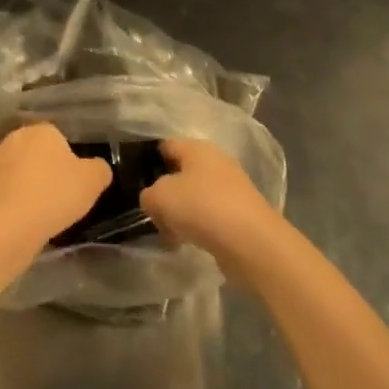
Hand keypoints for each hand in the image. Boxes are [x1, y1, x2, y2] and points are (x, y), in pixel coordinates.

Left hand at [0, 123, 110, 246]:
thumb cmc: (54, 195)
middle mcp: (16, 137)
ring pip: (19, 171)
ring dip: (28, 185)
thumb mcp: (92, 182)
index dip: (68, 161)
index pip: (59, 138)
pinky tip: (22, 219)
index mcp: (42, 129)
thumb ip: (99, 169)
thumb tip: (98, 167)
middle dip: (46, 170)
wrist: (7, 225)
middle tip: (59, 198)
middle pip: (37, 152)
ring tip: (40, 213)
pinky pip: (6, 190)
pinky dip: (13, 200)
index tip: (74, 184)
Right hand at [139, 138, 281, 271]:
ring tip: (169, 233)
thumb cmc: (202, 207)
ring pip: (195, 196)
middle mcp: (216, 161)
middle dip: (165, 193)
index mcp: (196, 148)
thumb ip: (148, 195)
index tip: (136, 182)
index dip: (148, 161)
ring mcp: (231, 188)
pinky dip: (199, 227)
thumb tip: (153, 200)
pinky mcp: (241, 214)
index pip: (165, 146)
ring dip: (181, 213)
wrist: (252, 242)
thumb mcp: (160, 197)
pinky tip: (190, 243)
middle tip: (151, 212)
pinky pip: (210, 216)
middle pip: (181, 173)